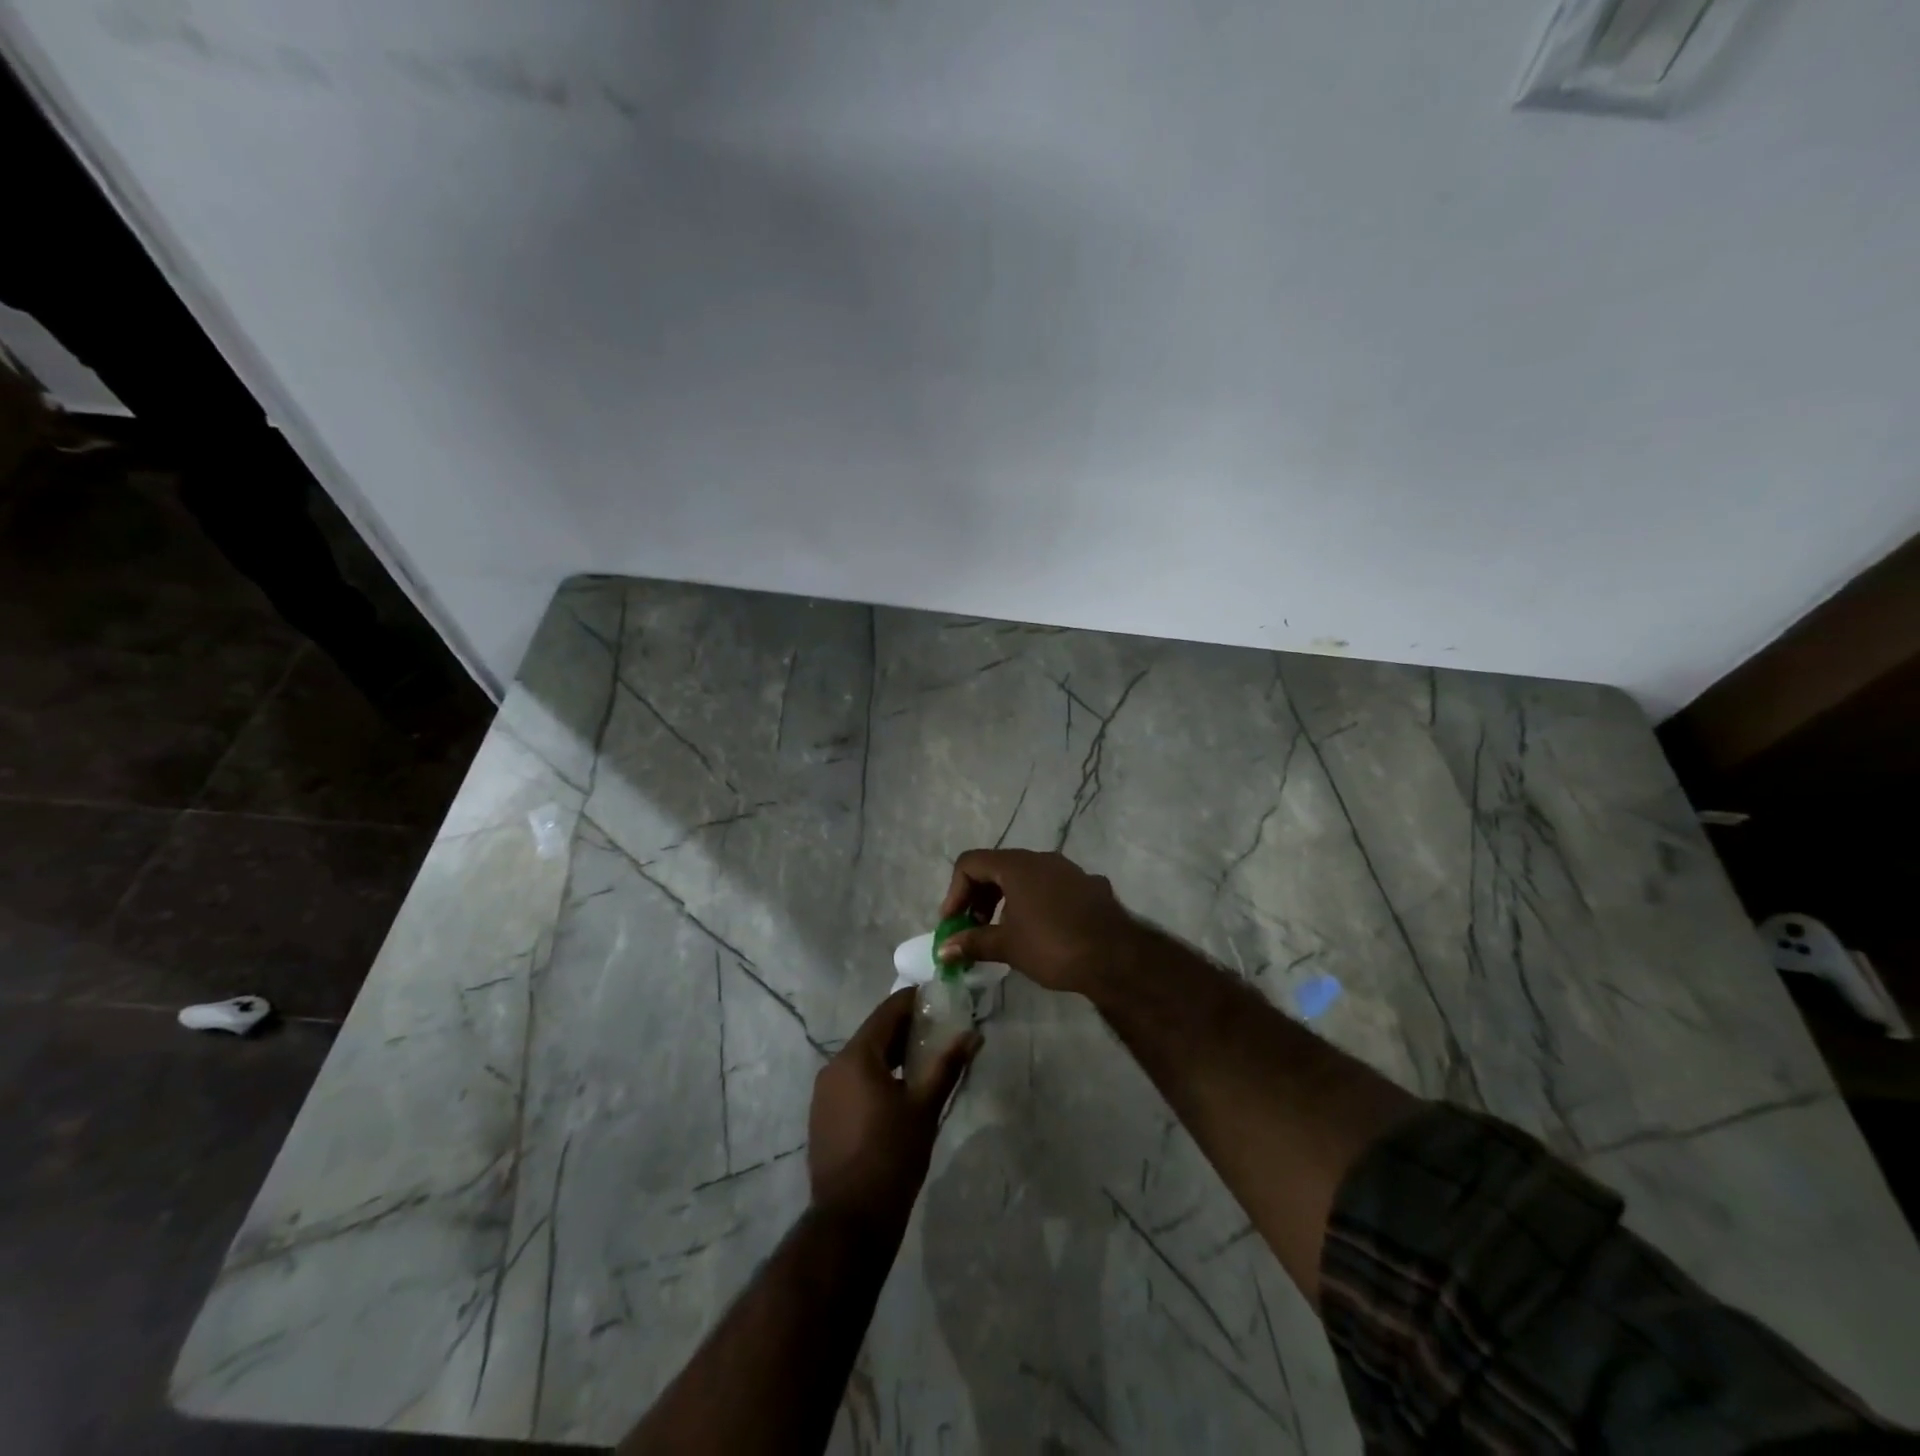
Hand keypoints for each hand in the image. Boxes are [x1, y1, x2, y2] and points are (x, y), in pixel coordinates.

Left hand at [808, 989, 979, 1229]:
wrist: (851, 1220)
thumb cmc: (892, 1156)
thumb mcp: (925, 1108)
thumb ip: (947, 1066)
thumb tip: (973, 1035)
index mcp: (856, 1057)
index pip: (887, 1012)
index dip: (913, 1001)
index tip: (938, 996)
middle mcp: (834, 1066)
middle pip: (873, 1035)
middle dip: (905, 1029)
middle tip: (938, 1028)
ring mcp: (824, 1093)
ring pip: (862, 1059)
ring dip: (891, 1054)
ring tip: (924, 1058)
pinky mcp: (823, 1116)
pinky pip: (852, 1081)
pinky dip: (875, 1076)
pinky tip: (898, 1090)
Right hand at [937, 848, 1136, 995]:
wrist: (1116, 958)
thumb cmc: (1053, 946)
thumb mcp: (1007, 946)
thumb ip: (973, 943)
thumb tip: (943, 949)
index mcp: (1017, 865)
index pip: (971, 863)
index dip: (954, 891)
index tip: (953, 923)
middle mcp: (1042, 858)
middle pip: (997, 867)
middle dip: (979, 896)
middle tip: (974, 928)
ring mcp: (1069, 870)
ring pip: (1026, 876)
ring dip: (1006, 899)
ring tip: (1004, 932)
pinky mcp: (1088, 886)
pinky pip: (1051, 887)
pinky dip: (1034, 903)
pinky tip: (1040, 931)